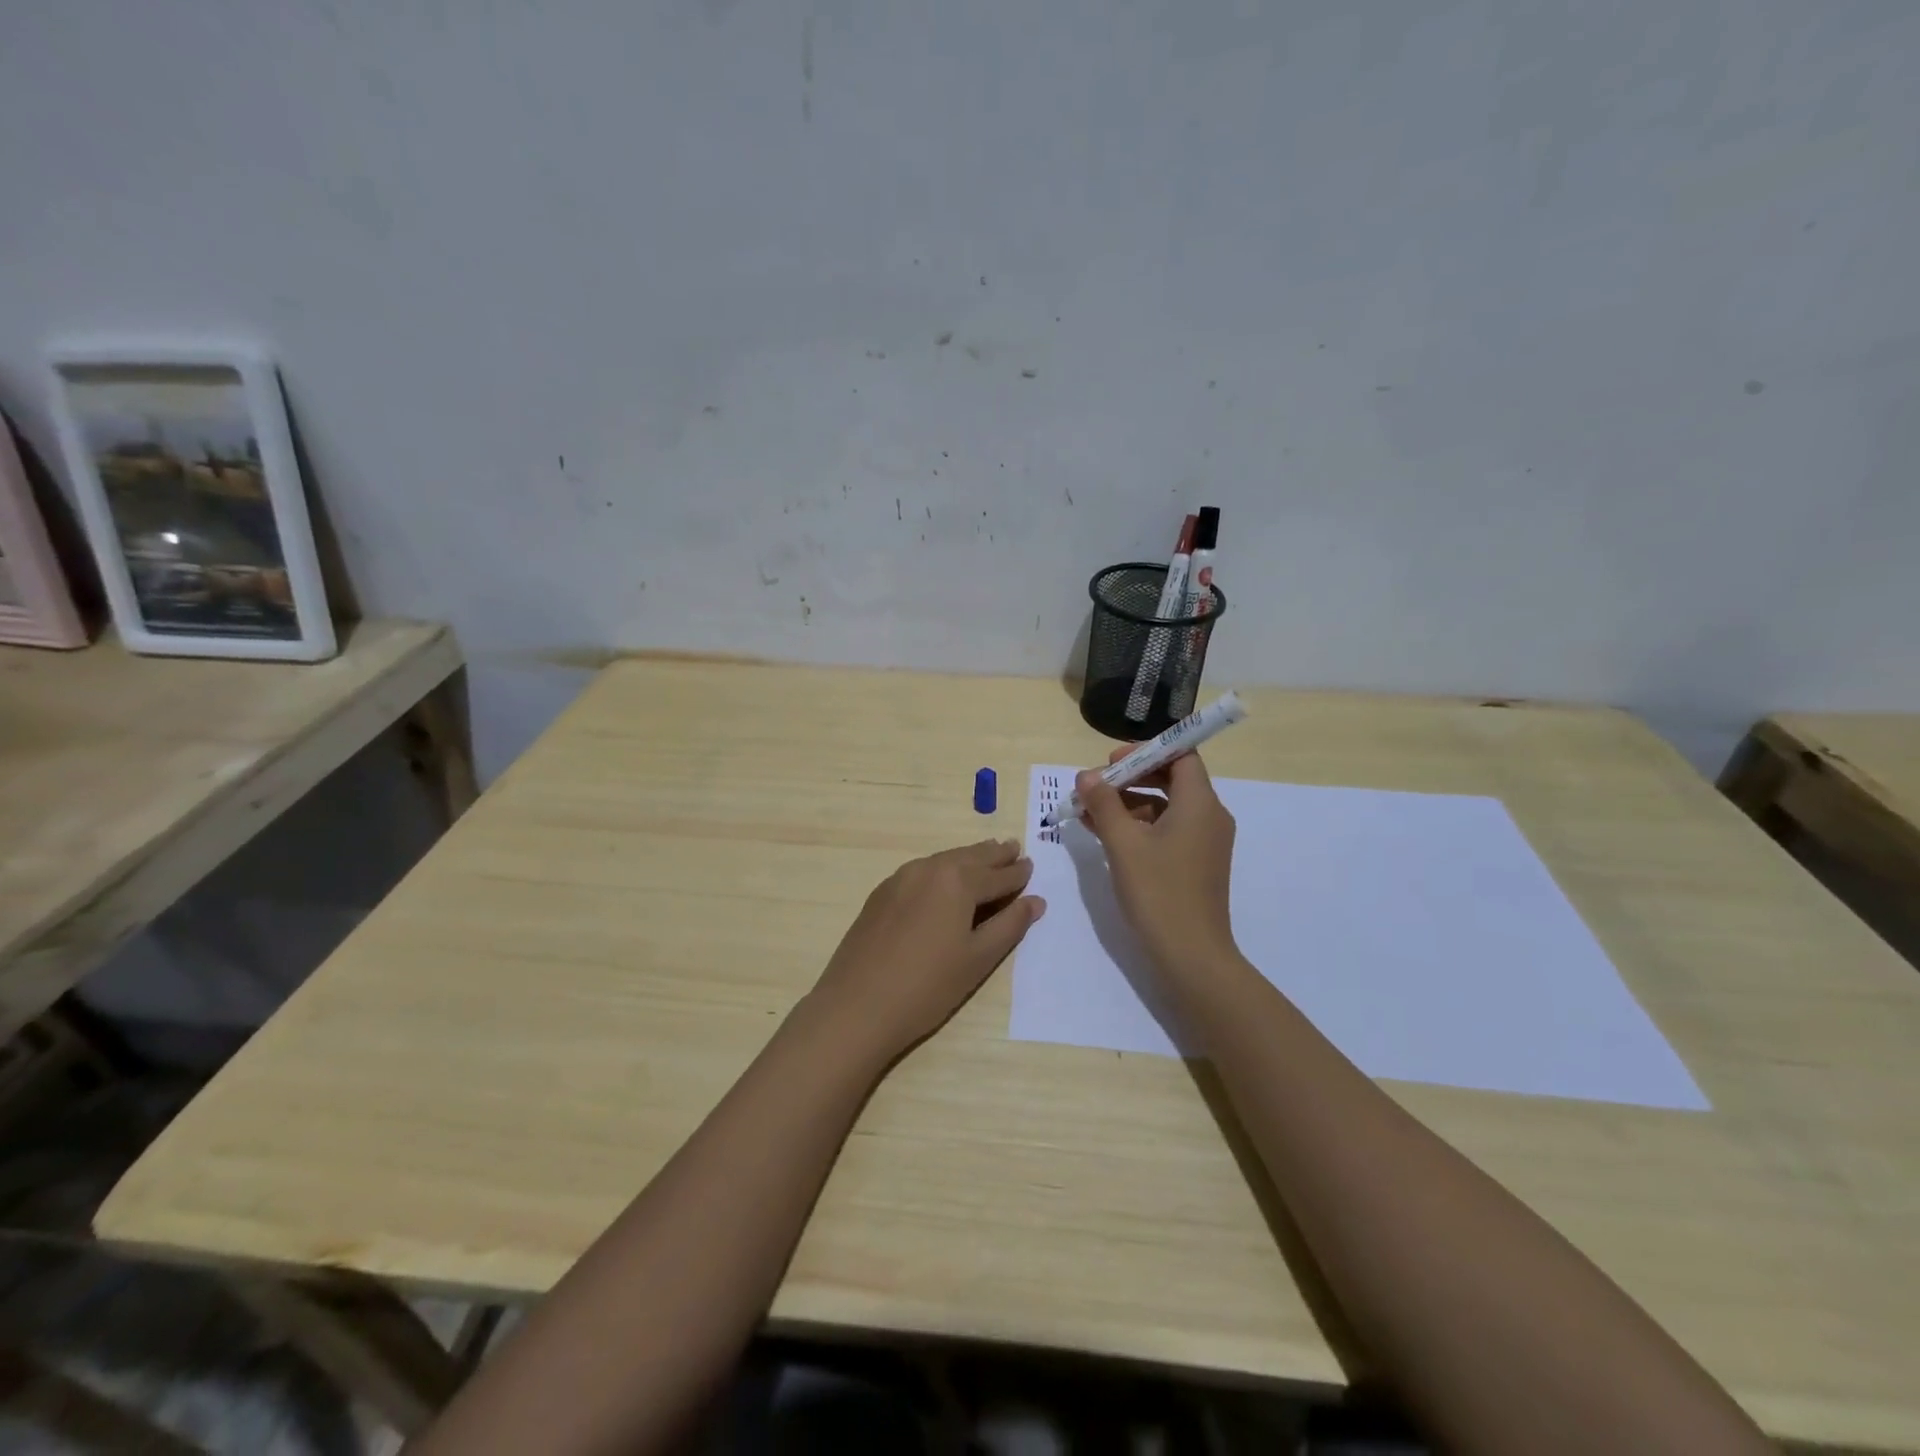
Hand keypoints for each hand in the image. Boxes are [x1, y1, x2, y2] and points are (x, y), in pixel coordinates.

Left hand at [808, 839, 1044, 1060]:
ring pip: (943, 861)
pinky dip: (941, 870)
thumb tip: (1035, 901)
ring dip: (967, 858)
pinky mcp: (881, 894)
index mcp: (958, 881)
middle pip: (969, 857)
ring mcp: (900, 879)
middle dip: (993, 855)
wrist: (857, 1006)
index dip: (1017, 874)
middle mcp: (929, 869)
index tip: (1031, 866)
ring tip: (985, 857)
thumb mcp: (978, 958)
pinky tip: (944, 881)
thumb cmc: (928, 986)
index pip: (997, 875)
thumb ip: (1009, 925)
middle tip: (1013, 849)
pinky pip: (921, 872)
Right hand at [1075, 748, 1237, 981]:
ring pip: (1165, 806)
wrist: (1191, 956)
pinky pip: (1166, 829)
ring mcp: (1204, 842)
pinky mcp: (1195, 863)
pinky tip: (1103, 834)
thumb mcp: (1123, 844)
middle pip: (1172, 778)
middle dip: (1130, 777)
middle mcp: (1209, 816)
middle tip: (1095, 786)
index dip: (1146, 751)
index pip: (1181, 755)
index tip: (1112, 762)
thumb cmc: (1159, 892)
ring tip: (1088, 811)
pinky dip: (1138, 826)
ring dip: (1128, 803)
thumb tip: (1087, 775)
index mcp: (1200, 803)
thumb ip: (1104, 804)